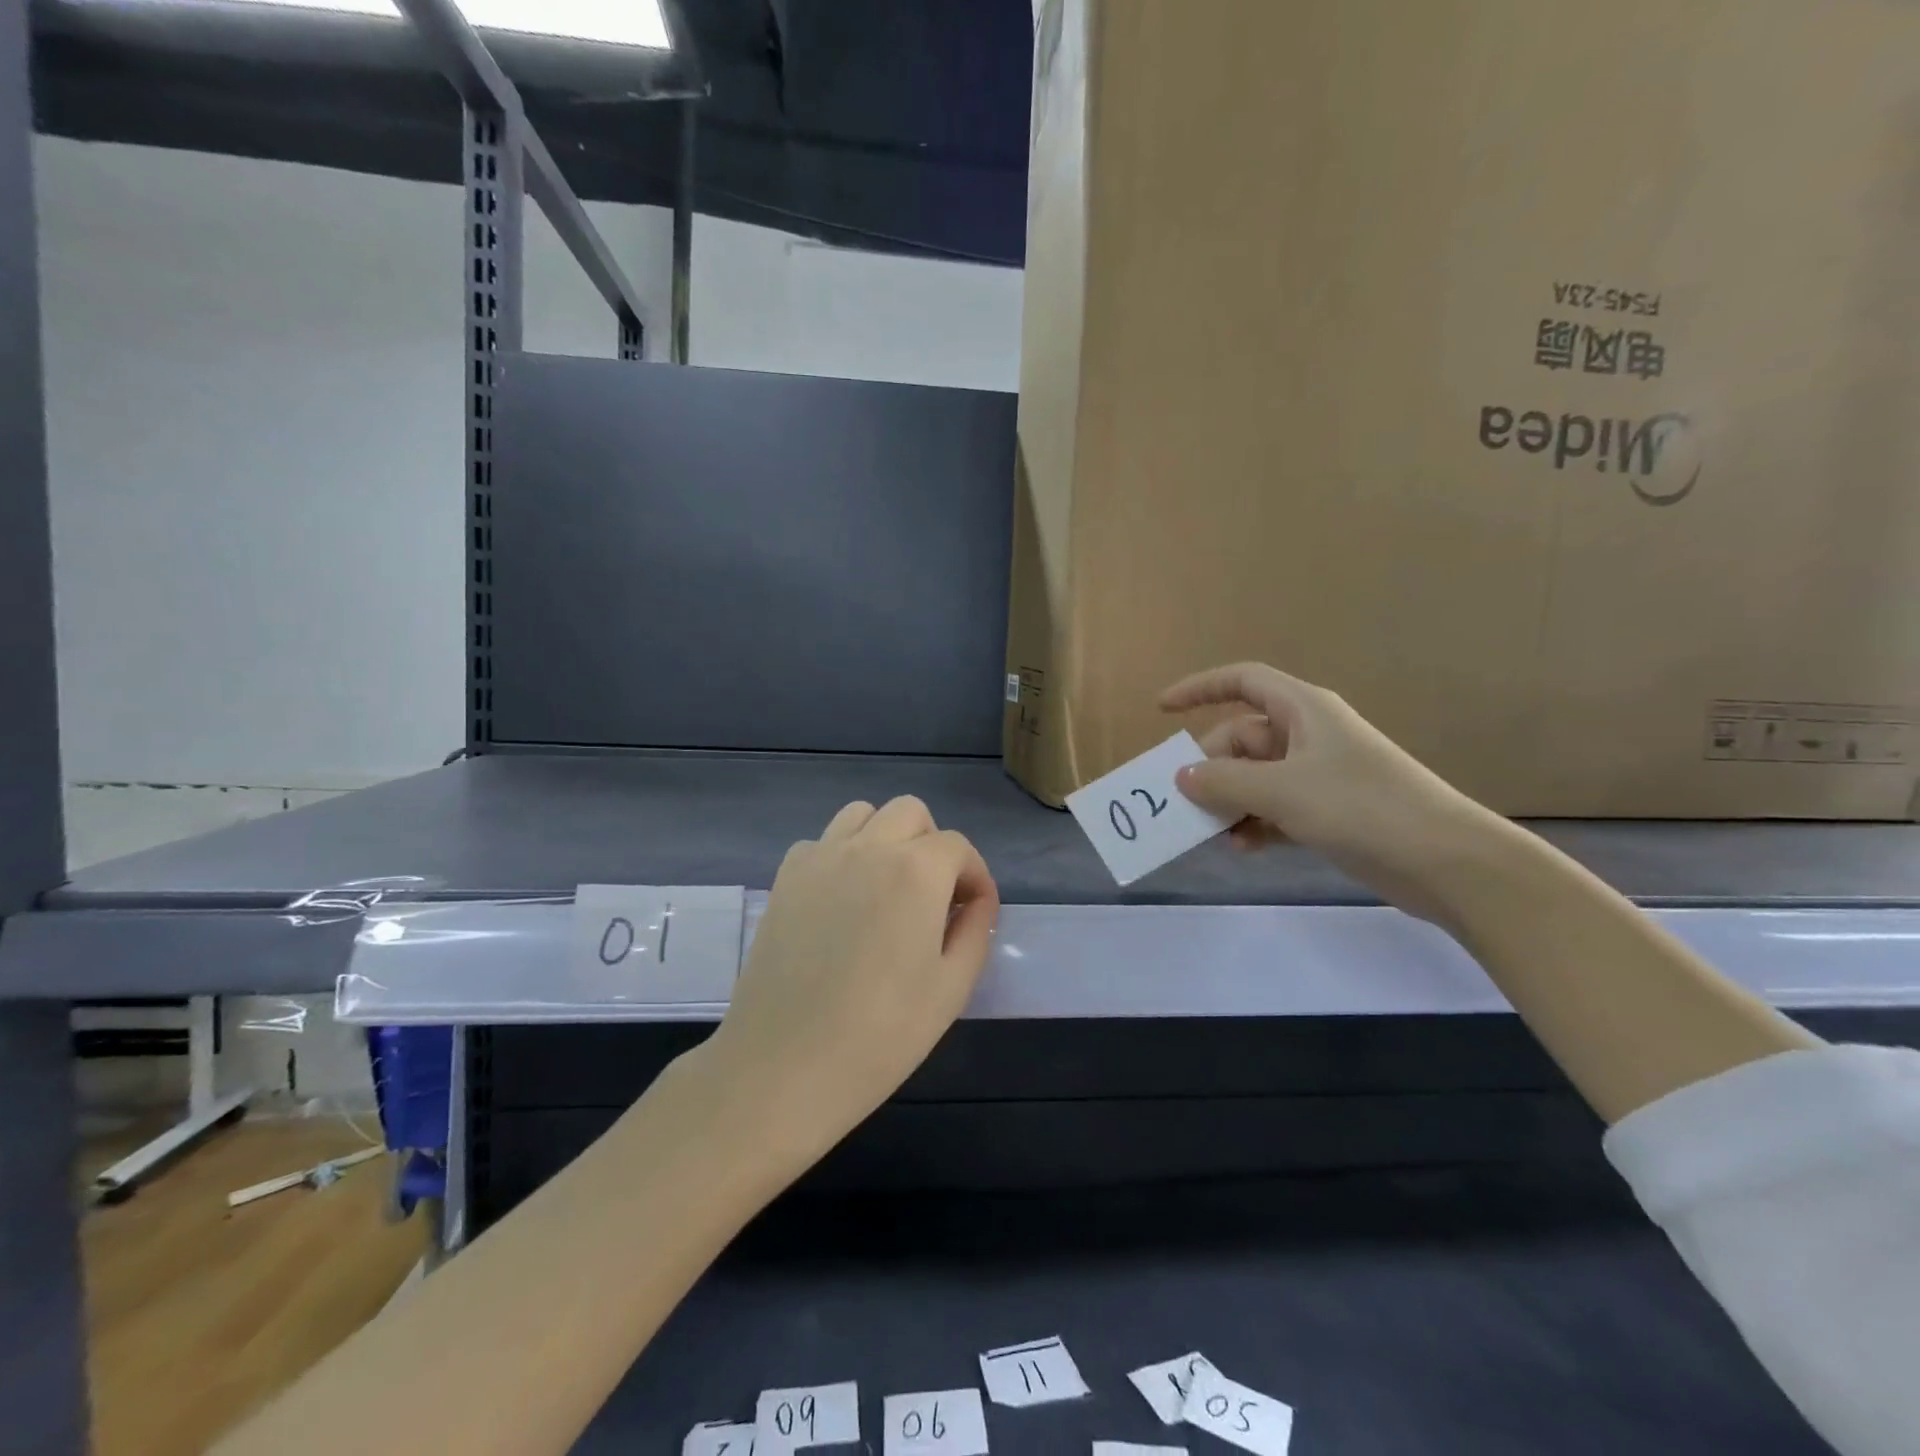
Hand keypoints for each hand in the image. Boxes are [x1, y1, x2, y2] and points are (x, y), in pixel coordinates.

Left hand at [704, 796, 999, 1163]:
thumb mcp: (951, 987)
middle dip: (933, 845)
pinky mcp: (785, 877)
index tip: (974, 913)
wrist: (783, 1066)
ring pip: (863, 814)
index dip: (974, 876)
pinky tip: (842, 902)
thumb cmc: (880, 1035)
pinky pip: (822, 841)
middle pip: (911, 813)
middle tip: (934, 897)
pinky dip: (842, 855)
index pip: (958, 847)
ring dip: (886, 838)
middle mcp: (868, 848)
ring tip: (888, 889)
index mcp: (916, 871)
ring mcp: (820, 857)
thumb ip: (975, 929)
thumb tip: (976, 900)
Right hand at [1162, 662, 1502, 921]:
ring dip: (1229, 802)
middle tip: (1184, 802)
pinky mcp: (1328, 811)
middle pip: (1241, 739)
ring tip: (1212, 833)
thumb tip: (1182, 777)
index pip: (1242, 682)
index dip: (1199, 688)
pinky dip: (1254, 824)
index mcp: (1303, 711)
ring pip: (1255, 778)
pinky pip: (1274, 808)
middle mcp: (1308, 736)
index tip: (1161, 709)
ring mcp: (1319, 775)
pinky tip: (1243, 848)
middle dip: (1211, 768)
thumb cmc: (1362, 807)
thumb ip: (1224, 782)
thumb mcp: (1283, 790)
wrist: (1447, 862)